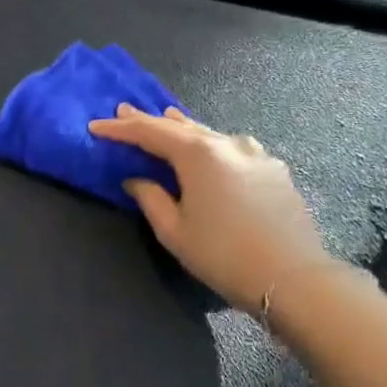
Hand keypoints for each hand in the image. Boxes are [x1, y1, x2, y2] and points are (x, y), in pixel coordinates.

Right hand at [89, 104, 337, 308]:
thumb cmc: (222, 254)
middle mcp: (228, 144)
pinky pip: (234, 149)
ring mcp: (256, 154)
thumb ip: (151, 198)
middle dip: (151, 120)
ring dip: (185, 129)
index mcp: (199, 154)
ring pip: (211, 135)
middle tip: (125, 111)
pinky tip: (210, 151)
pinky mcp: (274, 170)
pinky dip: (212, 146)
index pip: (151, 133)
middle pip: (182, 127)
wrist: (290, 276)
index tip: (96, 125)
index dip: (121, 129)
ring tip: (167, 120)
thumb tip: (136, 179)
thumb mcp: (174, 231)